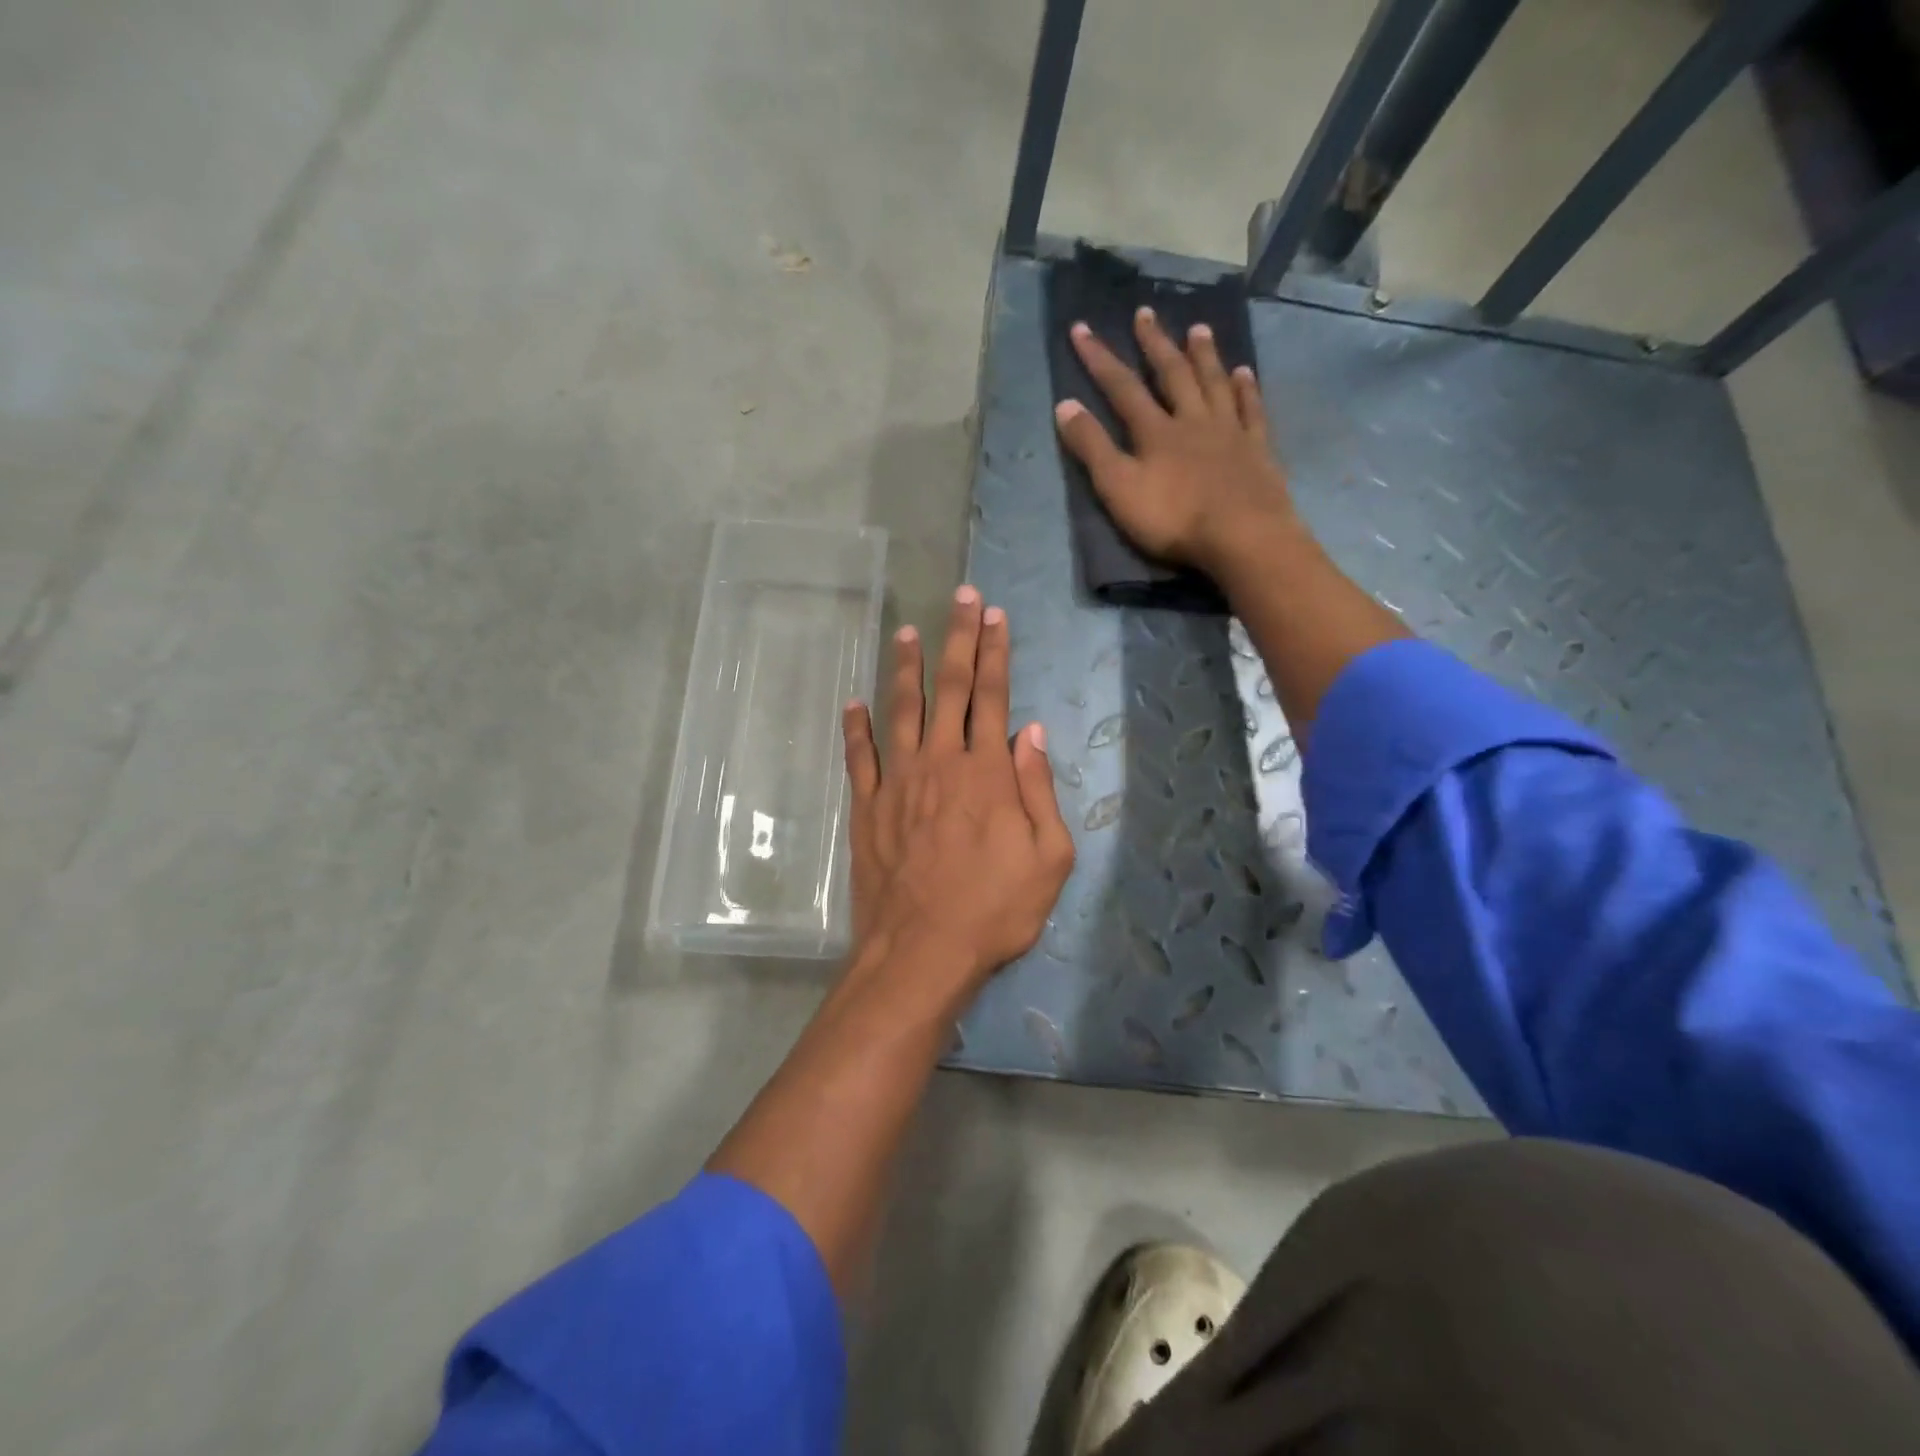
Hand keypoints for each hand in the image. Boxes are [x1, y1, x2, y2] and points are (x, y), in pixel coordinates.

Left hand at [840, 587, 1074, 996]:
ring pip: (900, 710)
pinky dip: (856, 727)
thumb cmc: (994, 910)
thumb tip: (1030, 733)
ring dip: (905, 668)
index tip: (994, 615)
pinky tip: (853, 703)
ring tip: (905, 631)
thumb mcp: (1048, 858)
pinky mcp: (867, 807)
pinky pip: (859, 757)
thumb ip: (1039, 789)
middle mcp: (940, 762)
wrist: (921, 951)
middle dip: (958, 639)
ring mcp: (897, 782)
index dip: (995, 652)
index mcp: (986, 772)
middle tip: (960, 598)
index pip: (993, 696)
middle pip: (950, 688)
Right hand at [1053, 307, 1294, 575]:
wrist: (1242, 536)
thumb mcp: (1119, 489)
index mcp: (1156, 432)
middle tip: (1145, 313)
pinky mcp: (1257, 450)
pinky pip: (1251, 410)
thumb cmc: (1173, 519)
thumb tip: (1064, 405)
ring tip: (1198, 329)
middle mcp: (1192, 421)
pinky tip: (1244, 373)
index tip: (1081, 328)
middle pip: (1172, 375)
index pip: (1121, 388)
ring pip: (1213, 384)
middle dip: (1155, 344)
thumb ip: (1092, 448)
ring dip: (1203, 355)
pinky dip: (1246, 389)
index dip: (1099, 359)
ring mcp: (1229, 432)